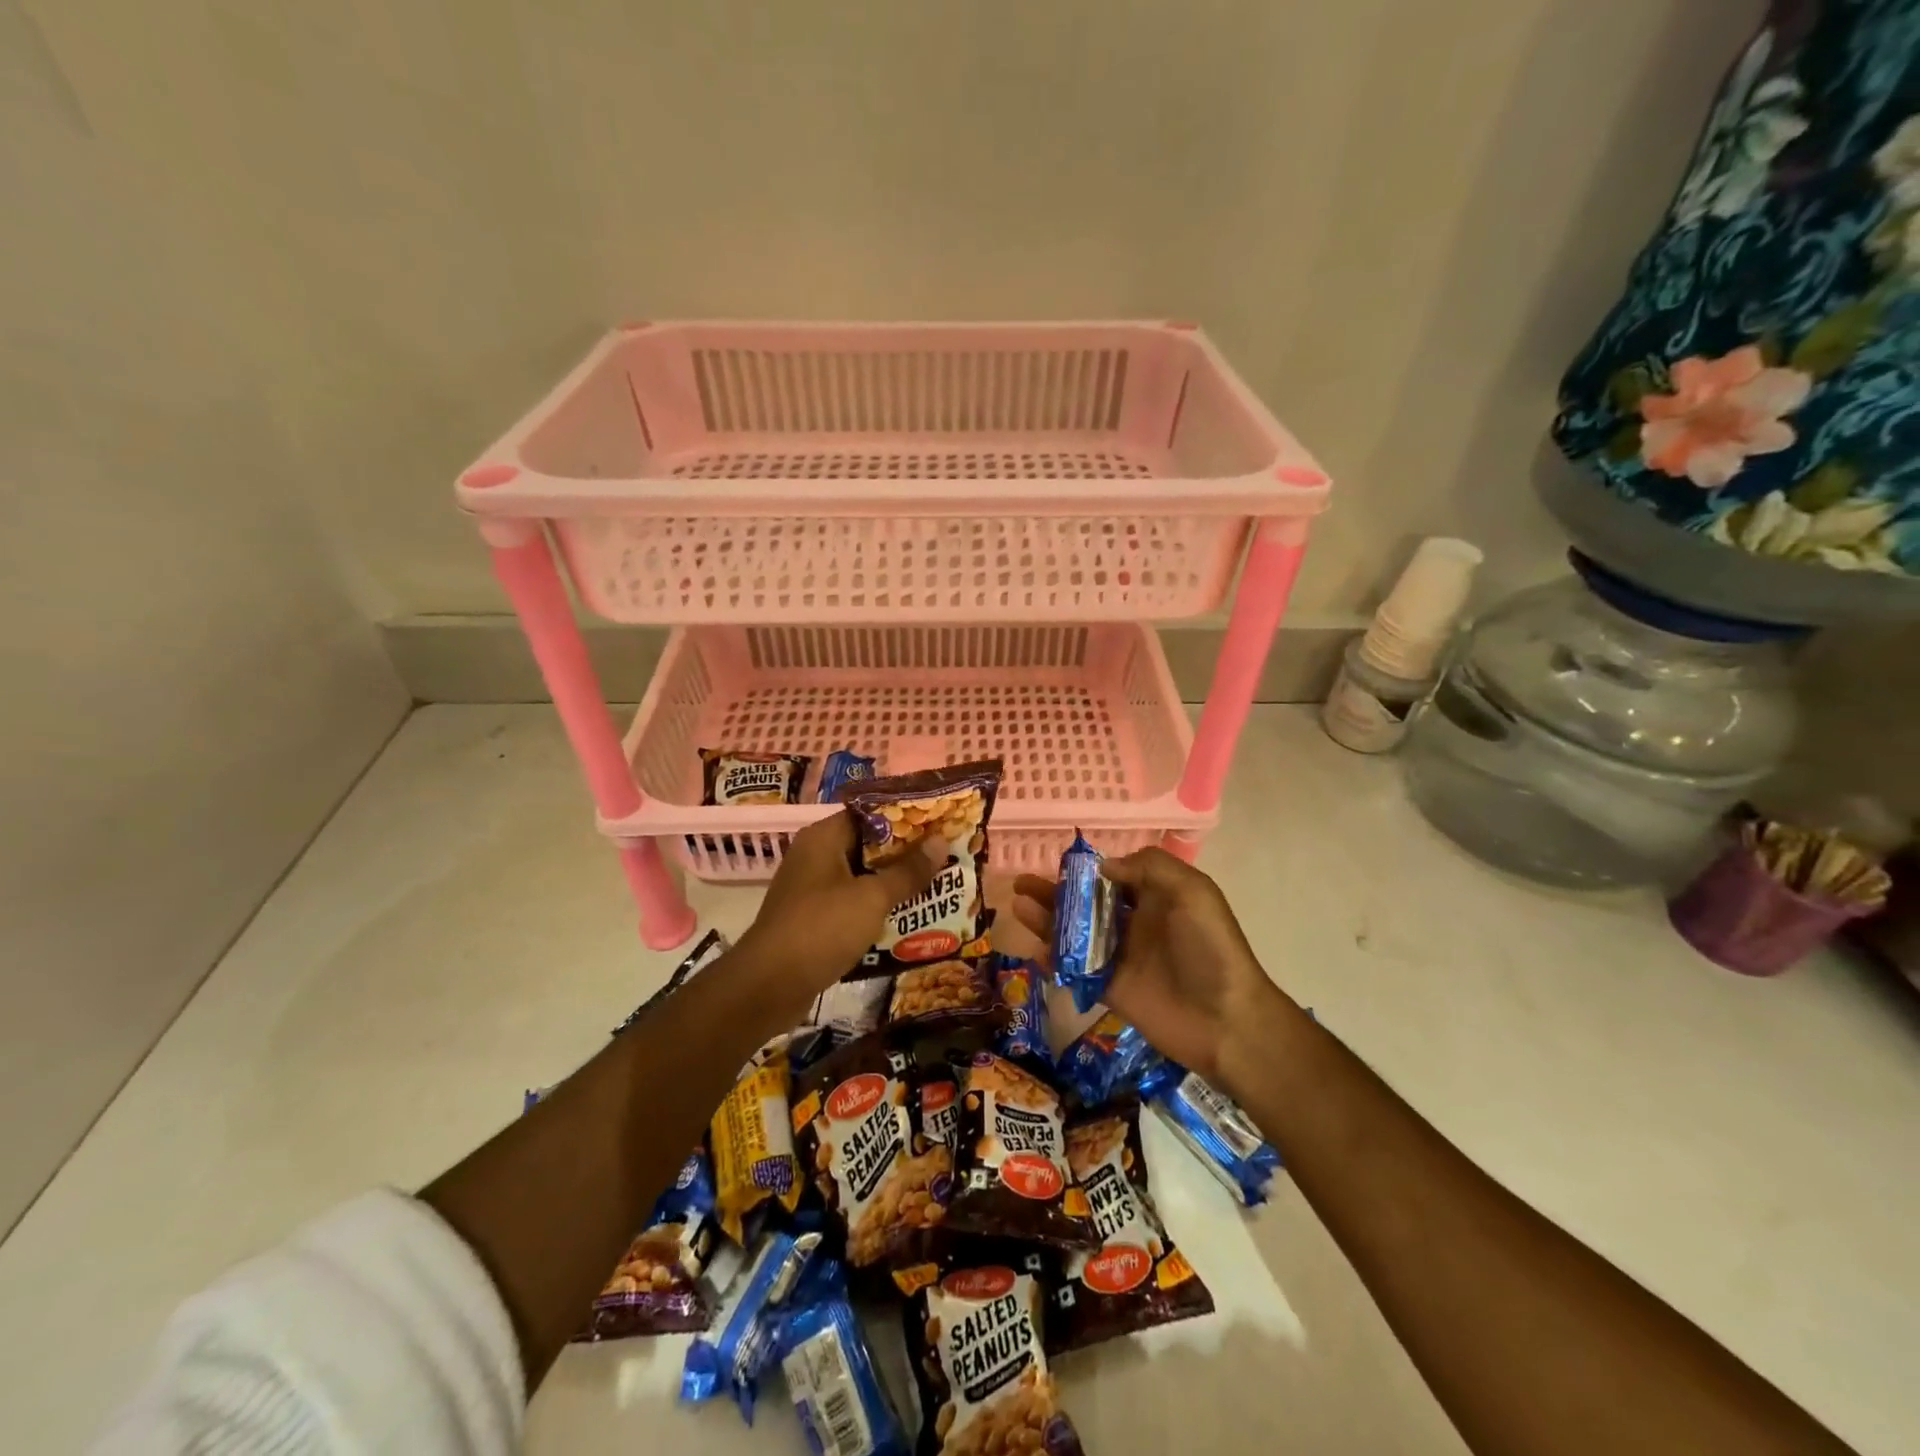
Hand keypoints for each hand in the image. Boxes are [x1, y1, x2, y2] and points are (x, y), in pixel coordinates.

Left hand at [736, 812, 937, 1023]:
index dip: (905, 817)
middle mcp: (815, 857)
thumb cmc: (821, 929)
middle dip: (905, 854)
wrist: (768, 986)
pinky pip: (851, 905)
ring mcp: (811, 890)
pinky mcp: (812, 920)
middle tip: (946, 857)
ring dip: (893, 884)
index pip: (869, 813)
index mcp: (823, 838)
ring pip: (861, 878)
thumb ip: (907, 871)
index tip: (939, 823)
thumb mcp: (872, 898)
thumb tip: (941, 841)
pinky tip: (907, 920)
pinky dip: (876, 910)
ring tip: (936, 887)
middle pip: (867, 846)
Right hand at [1012, 847, 1274, 1083]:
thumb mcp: (1192, 891)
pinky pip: (1075, 971)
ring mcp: (1120, 958)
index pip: (1113, 877)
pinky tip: (1032, 949)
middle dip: (1054, 891)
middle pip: (1086, 903)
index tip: (1057, 864)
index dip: (1085, 871)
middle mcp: (1134, 924)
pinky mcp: (1110, 990)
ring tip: (1018, 905)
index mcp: (1155, 898)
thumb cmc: (1210, 948)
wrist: (1226, 1020)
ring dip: (1046, 919)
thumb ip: (1150, 868)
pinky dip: (1053, 960)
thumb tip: (1103, 866)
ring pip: (1075, 934)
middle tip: (1021, 882)